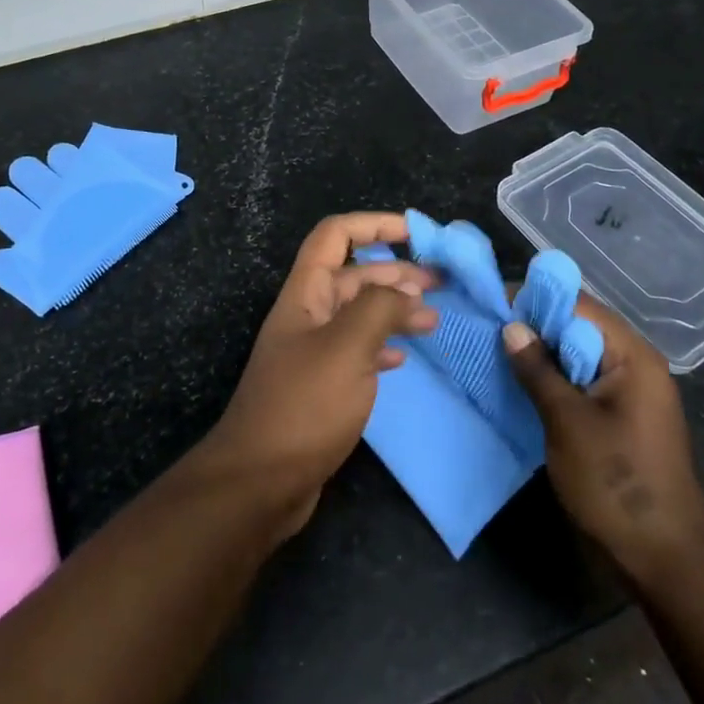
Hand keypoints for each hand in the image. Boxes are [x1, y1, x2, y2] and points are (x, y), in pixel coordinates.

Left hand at [200, 213, 436, 537]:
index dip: (374, 224)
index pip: (335, 235)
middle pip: (354, 274)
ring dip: (395, 309)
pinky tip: (403, 358)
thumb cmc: (304, 405)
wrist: (260, 480)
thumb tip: (408, 291)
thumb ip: (379, 308)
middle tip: (442, 283)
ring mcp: (313, 351)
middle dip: (396, 271)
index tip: (417, 232)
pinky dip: (382, 346)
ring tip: (433, 319)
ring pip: (359, 314)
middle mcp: (308, 314)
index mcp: (306, 293)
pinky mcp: (321, 386)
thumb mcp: (347, 347)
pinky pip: (357, 351)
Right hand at [504, 298, 703, 587]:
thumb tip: (512, 327)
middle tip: (487, 329)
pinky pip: (581, 381)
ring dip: (540, 354)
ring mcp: (628, 392)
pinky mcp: (618, 416)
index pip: (579, 306)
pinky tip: (520, 384)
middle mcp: (634, 364)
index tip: (492, 304)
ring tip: (495, 352)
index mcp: (632, 356)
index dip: (535, 300)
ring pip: (576, 355)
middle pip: (578, 327)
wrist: (663, 557)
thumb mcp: (568, 422)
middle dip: (534, 326)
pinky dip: (552, 378)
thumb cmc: (616, 482)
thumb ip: (538, 370)